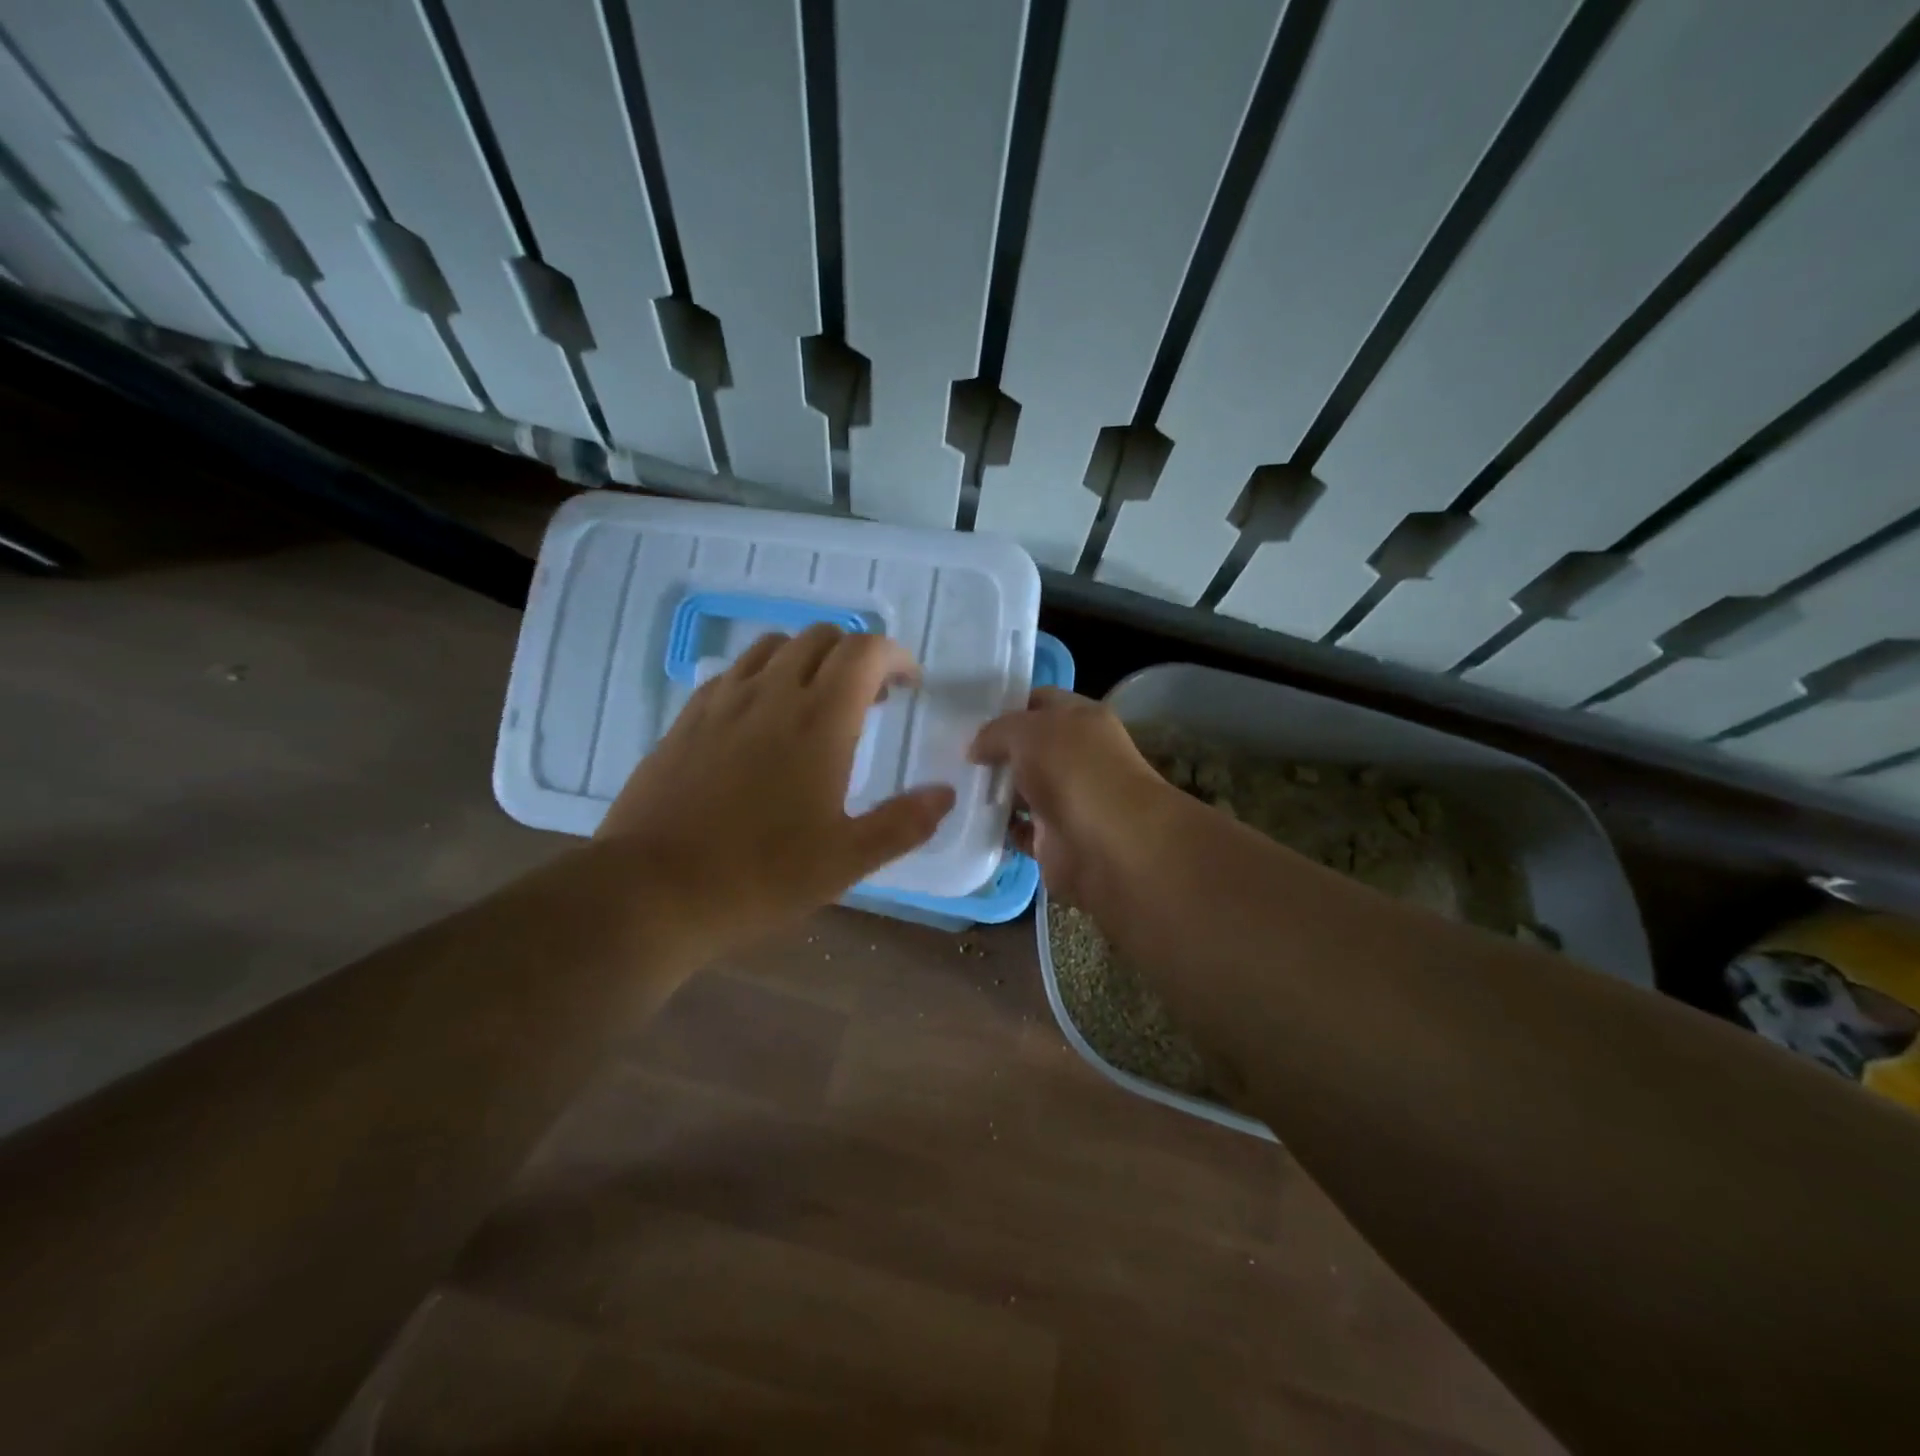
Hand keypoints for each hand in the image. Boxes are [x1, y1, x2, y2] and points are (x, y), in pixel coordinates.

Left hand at [597, 625, 955, 952]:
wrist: (652, 890)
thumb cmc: (759, 876)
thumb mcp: (846, 860)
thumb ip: (903, 823)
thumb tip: (944, 794)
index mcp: (819, 720)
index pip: (865, 651)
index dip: (895, 656)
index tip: (909, 685)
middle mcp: (772, 694)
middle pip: (822, 637)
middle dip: (856, 655)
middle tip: (870, 698)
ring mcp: (723, 701)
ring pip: (774, 646)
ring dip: (808, 659)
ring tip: (818, 701)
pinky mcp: (687, 717)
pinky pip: (735, 672)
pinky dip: (764, 676)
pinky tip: (762, 719)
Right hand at [969, 688, 1177, 907]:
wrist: (1107, 846)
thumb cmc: (1072, 771)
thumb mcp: (1027, 731)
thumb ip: (996, 731)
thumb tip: (976, 749)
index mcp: (1082, 720)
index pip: (1041, 701)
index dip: (1007, 705)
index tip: (969, 714)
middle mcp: (1078, 758)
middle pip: (1029, 748)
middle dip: (995, 750)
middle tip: (950, 751)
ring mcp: (1067, 800)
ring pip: (1022, 790)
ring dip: (994, 791)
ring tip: (951, 785)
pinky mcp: (1055, 840)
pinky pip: (1019, 830)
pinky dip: (999, 828)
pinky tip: (970, 820)